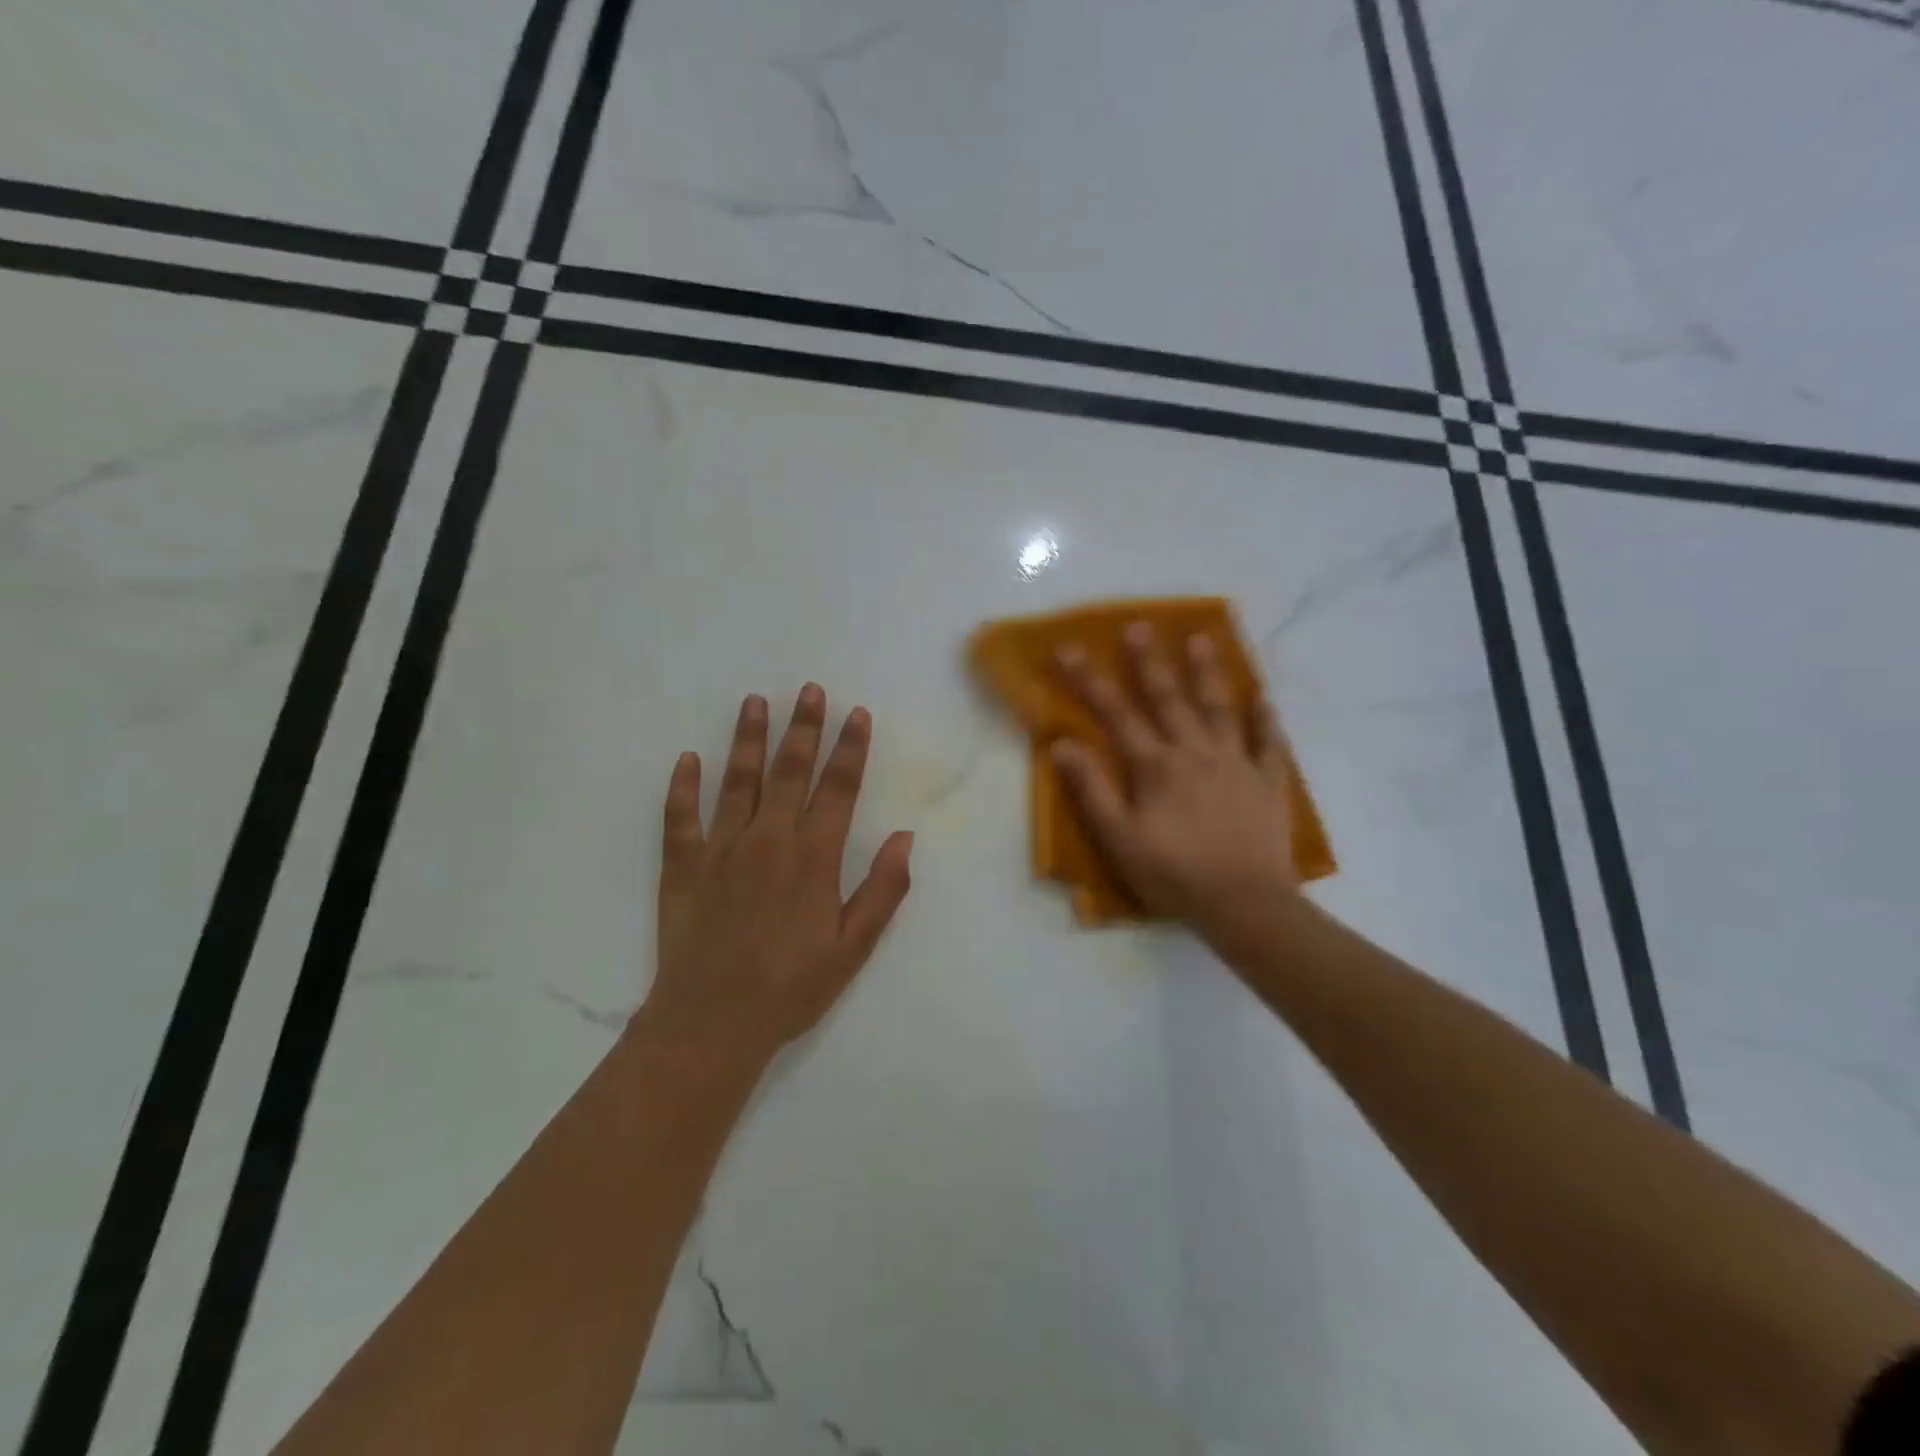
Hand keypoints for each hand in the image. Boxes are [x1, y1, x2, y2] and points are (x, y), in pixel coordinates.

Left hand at [643, 684, 913, 1067]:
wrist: (712, 1022)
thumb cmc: (792, 986)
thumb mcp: (853, 946)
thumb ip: (883, 889)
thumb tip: (905, 837)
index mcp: (813, 857)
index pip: (838, 788)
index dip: (850, 749)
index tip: (856, 714)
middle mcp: (768, 839)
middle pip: (789, 771)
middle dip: (803, 727)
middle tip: (809, 690)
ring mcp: (720, 849)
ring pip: (736, 781)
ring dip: (748, 739)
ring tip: (754, 702)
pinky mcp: (682, 866)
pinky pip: (680, 817)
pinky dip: (682, 787)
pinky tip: (687, 759)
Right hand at [1052, 624, 1298, 939]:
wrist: (1244, 904)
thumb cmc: (1173, 874)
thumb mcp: (1119, 838)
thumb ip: (1091, 789)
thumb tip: (1062, 743)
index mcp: (1156, 765)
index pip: (1116, 713)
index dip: (1090, 680)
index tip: (1069, 649)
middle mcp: (1195, 752)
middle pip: (1169, 698)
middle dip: (1150, 661)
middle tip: (1140, 625)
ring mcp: (1237, 763)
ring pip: (1220, 708)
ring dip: (1208, 672)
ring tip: (1201, 638)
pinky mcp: (1268, 782)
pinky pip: (1268, 744)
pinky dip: (1266, 720)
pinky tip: (1264, 699)